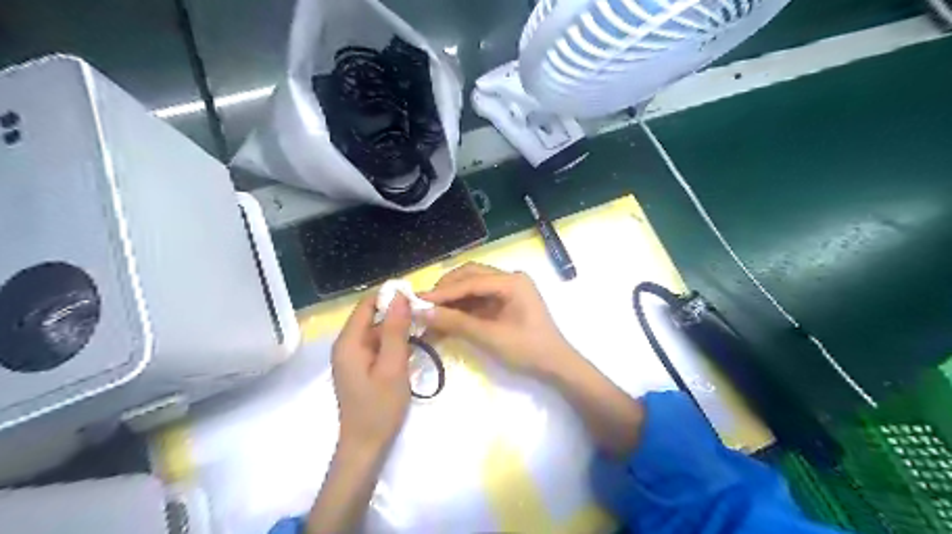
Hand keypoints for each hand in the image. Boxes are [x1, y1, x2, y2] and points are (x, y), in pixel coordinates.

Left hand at [332, 292, 413, 454]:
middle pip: (373, 317)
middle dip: (398, 314)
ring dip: (400, 330)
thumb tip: (400, 295)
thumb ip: (395, 330)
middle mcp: (347, 345)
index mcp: (349, 342)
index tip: (417, 297)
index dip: (390, 296)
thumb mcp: (392, 366)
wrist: (365, 446)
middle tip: (427, 316)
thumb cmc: (379, 408)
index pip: (367, 304)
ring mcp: (353, 357)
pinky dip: (396, 344)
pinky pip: (379, 346)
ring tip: (426, 331)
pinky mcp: (361, 367)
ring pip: (378, 332)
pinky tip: (415, 348)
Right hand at [424, 263, 579, 379]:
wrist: (556, 366)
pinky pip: (478, 300)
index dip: (442, 292)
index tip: (417, 300)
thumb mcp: (490, 337)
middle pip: (470, 277)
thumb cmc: (528, 350)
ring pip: (472, 287)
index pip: (470, 281)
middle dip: (446, 290)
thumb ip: (456, 322)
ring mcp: (509, 289)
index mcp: (511, 281)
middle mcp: (510, 279)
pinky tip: (446, 319)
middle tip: (422, 305)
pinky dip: (462, 309)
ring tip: (430, 313)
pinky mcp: (506, 302)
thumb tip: (422, 312)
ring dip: (452, 300)